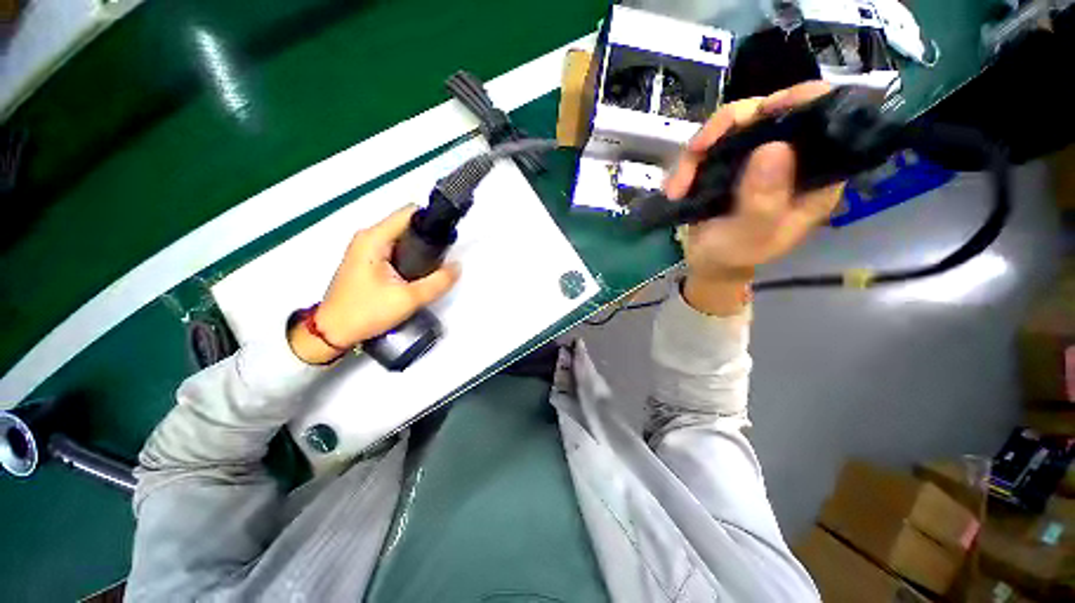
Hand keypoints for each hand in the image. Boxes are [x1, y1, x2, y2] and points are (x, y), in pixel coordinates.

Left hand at [288, 205, 459, 364]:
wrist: (333, 333)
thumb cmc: (366, 312)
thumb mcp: (409, 299)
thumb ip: (438, 282)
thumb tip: (458, 267)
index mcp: (374, 238)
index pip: (409, 213)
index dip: (432, 220)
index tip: (449, 235)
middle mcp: (368, 237)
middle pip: (406, 224)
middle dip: (428, 236)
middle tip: (445, 256)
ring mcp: (365, 248)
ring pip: (401, 237)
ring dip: (420, 246)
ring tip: (435, 265)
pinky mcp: (367, 260)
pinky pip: (395, 248)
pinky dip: (410, 254)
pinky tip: (419, 271)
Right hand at [664, 81, 843, 314]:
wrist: (707, 262)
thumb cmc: (736, 253)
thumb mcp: (752, 235)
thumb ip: (765, 200)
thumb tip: (775, 147)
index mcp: (814, 173)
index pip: (823, 120)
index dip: (799, 102)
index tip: (764, 111)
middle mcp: (789, 156)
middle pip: (768, 111)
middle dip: (727, 127)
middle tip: (698, 150)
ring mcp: (755, 154)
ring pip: (732, 124)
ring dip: (697, 152)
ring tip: (678, 187)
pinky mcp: (728, 159)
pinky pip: (708, 144)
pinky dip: (687, 164)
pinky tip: (674, 189)